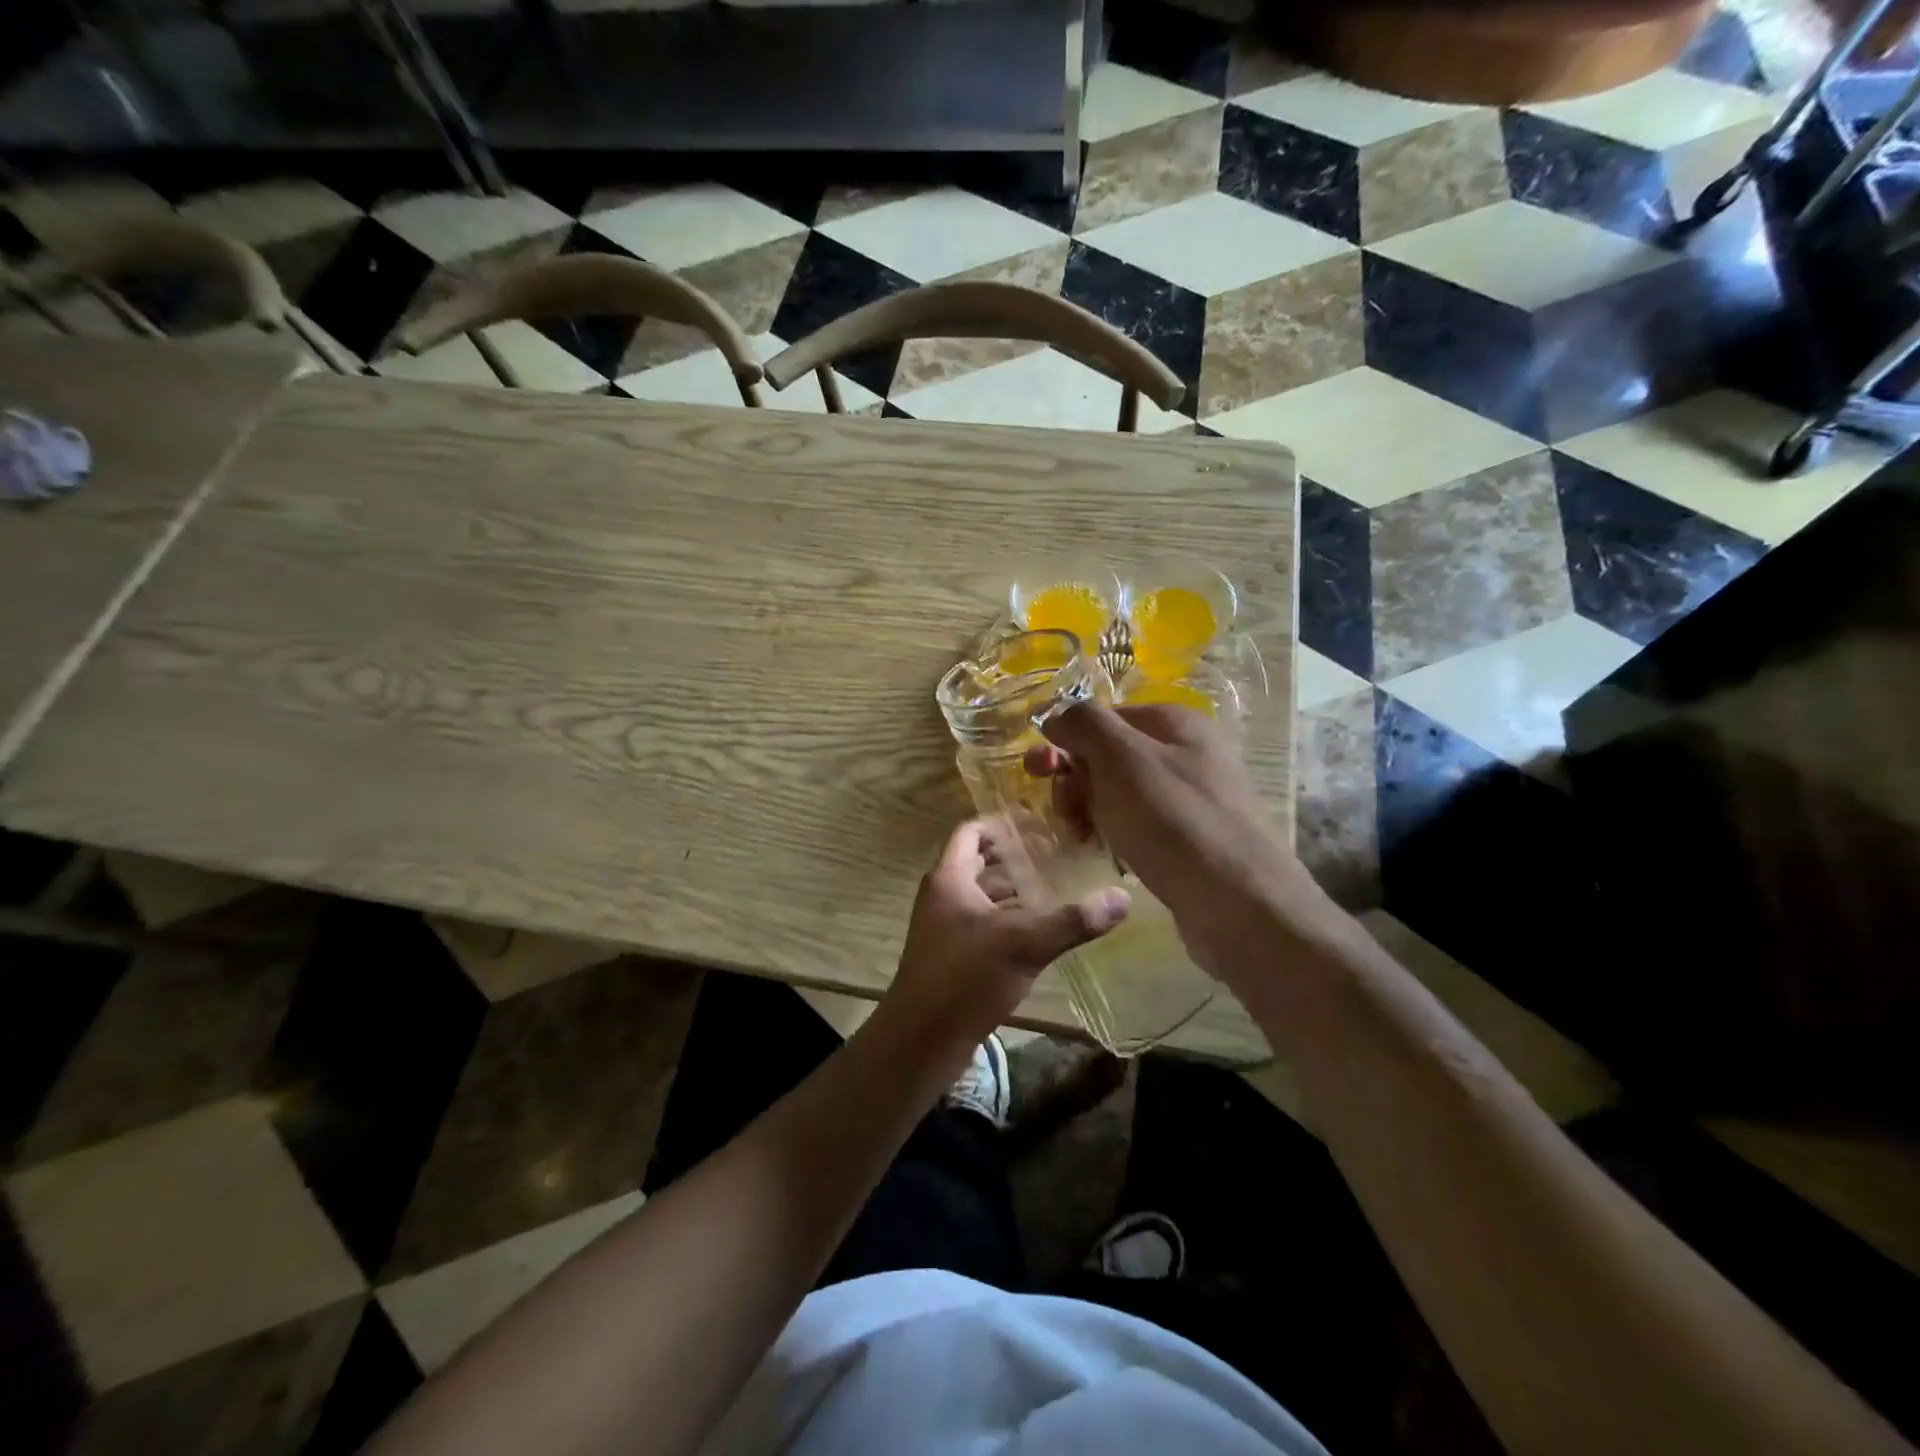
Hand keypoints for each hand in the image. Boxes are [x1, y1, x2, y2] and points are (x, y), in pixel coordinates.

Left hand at [883, 818, 1129, 1045]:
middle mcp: (943, 895)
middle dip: (1017, 857)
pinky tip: (1040, 929)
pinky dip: (1009, 917)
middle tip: (1059, 855)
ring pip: (983, 894)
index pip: (971, 831)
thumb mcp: (1023, 944)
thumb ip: (1072, 921)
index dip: (1003, 823)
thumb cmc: (965, 977)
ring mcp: (945, 926)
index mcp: (950, 878)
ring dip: (1015, 889)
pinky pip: (983, 921)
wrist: (922, 1038)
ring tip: (1057, 887)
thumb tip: (1122, 897)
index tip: (1040, 824)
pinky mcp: (952, 954)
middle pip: (980, 861)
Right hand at [1025, 703, 1335, 980]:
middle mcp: (1187, 753)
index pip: (1103, 716)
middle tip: (1065, 814)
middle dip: (1077, 781)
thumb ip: (1084, 723)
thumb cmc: (1174, 822)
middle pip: (1110, 755)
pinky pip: (1139, 825)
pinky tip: (1108, 856)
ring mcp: (1192, 798)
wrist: (1239, 904)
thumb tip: (1055, 712)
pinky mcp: (1192, 839)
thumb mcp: (1122, 758)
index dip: (1066, 739)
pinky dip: (1116, 835)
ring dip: (1091, 811)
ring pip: (1121, 793)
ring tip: (1083, 840)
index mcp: (1174, 723)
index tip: (1039, 772)